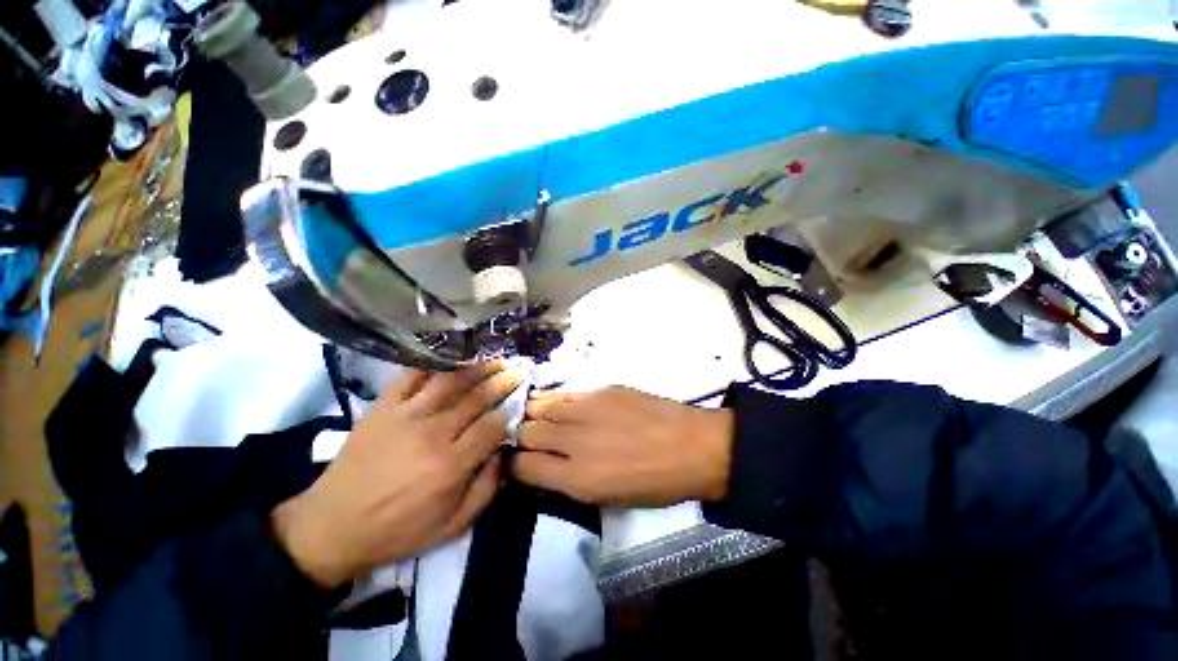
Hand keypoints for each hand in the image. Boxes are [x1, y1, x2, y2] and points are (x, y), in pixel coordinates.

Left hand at [272, 363, 521, 588]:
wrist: (332, 526)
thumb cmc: (397, 531)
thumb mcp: (452, 527)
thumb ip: (486, 490)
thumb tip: (504, 454)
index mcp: (451, 466)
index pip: (492, 426)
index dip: (508, 415)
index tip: (515, 409)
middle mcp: (432, 434)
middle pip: (477, 398)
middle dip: (502, 383)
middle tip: (516, 372)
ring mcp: (405, 415)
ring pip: (451, 381)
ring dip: (477, 368)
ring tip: (494, 360)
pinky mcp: (383, 407)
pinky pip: (412, 377)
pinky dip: (434, 364)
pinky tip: (451, 359)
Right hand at [510, 386, 733, 507]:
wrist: (693, 447)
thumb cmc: (655, 483)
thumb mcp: (608, 498)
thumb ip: (569, 481)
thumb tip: (544, 466)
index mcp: (578, 478)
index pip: (522, 466)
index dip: (513, 465)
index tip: (517, 462)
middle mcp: (575, 440)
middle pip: (526, 431)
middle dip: (520, 437)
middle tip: (528, 439)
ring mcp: (588, 408)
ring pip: (541, 406)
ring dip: (534, 414)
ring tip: (539, 418)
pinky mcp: (602, 389)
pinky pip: (566, 393)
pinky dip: (556, 401)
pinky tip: (561, 406)